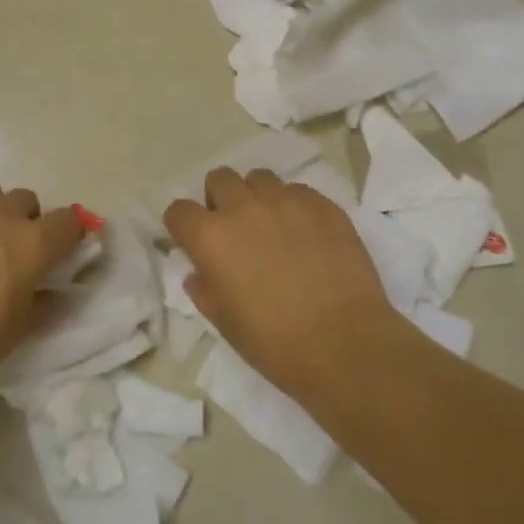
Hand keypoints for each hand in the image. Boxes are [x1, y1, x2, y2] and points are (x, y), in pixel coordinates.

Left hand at [0, 183, 81, 397]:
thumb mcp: (18, 330)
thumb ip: (41, 302)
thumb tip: (48, 290)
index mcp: (33, 244)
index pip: (68, 221)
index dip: (69, 233)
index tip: (62, 249)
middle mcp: (1, 216)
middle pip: (26, 200)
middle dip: (26, 220)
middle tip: (12, 250)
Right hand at [165, 167, 399, 401]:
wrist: (345, 344)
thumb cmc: (275, 343)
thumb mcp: (224, 323)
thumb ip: (205, 289)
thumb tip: (200, 272)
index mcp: (211, 237)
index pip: (179, 210)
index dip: (183, 226)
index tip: (193, 242)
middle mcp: (243, 208)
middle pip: (219, 179)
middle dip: (220, 199)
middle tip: (235, 229)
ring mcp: (286, 201)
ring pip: (259, 178)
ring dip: (257, 197)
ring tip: (272, 225)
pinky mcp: (322, 205)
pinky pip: (298, 191)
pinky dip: (294, 205)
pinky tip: (306, 234)